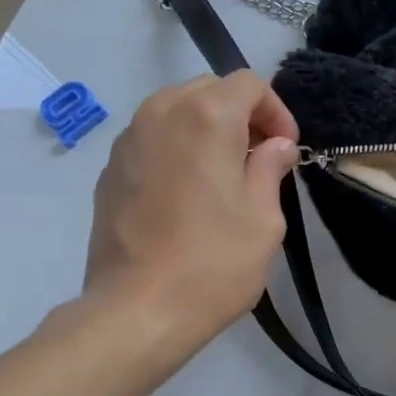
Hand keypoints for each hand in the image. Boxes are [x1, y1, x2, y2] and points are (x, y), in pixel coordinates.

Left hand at [83, 73, 299, 346]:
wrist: (139, 310)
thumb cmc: (214, 264)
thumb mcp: (264, 220)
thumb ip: (270, 169)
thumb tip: (274, 146)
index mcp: (206, 117)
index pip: (248, 84)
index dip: (276, 112)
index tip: (286, 151)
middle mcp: (160, 113)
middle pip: (209, 90)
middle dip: (241, 116)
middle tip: (259, 160)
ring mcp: (128, 141)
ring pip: (175, 111)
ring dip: (206, 131)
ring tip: (224, 177)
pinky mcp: (109, 171)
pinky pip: (152, 141)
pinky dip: (177, 151)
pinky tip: (187, 196)